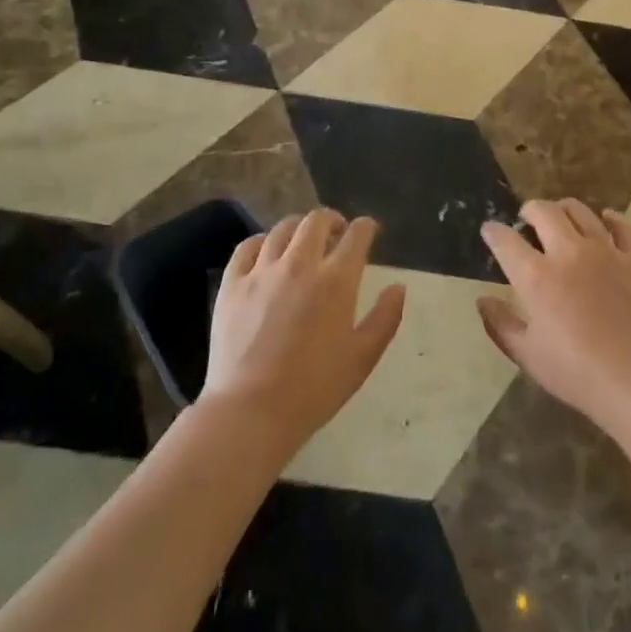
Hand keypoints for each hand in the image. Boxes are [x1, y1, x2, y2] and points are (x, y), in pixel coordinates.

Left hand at [201, 210, 404, 457]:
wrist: (251, 411)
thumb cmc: (314, 388)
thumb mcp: (363, 358)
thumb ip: (385, 318)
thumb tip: (398, 287)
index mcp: (336, 280)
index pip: (357, 235)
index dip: (366, 227)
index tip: (370, 231)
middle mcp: (300, 264)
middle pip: (317, 221)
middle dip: (333, 221)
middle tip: (337, 234)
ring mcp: (262, 272)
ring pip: (282, 229)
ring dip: (299, 228)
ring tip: (303, 242)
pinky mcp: (232, 285)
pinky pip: (247, 247)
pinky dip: (262, 242)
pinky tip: (267, 252)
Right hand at [477, 199, 630, 435]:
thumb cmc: (578, 374)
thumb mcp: (528, 356)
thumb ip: (501, 325)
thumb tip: (483, 300)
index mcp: (537, 277)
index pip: (506, 241)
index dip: (493, 232)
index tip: (490, 230)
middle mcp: (569, 252)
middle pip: (543, 212)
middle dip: (529, 210)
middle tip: (526, 218)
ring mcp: (606, 251)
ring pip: (580, 211)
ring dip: (564, 209)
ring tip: (561, 216)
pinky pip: (622, 226)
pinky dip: (610, 219)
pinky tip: (606, 221)